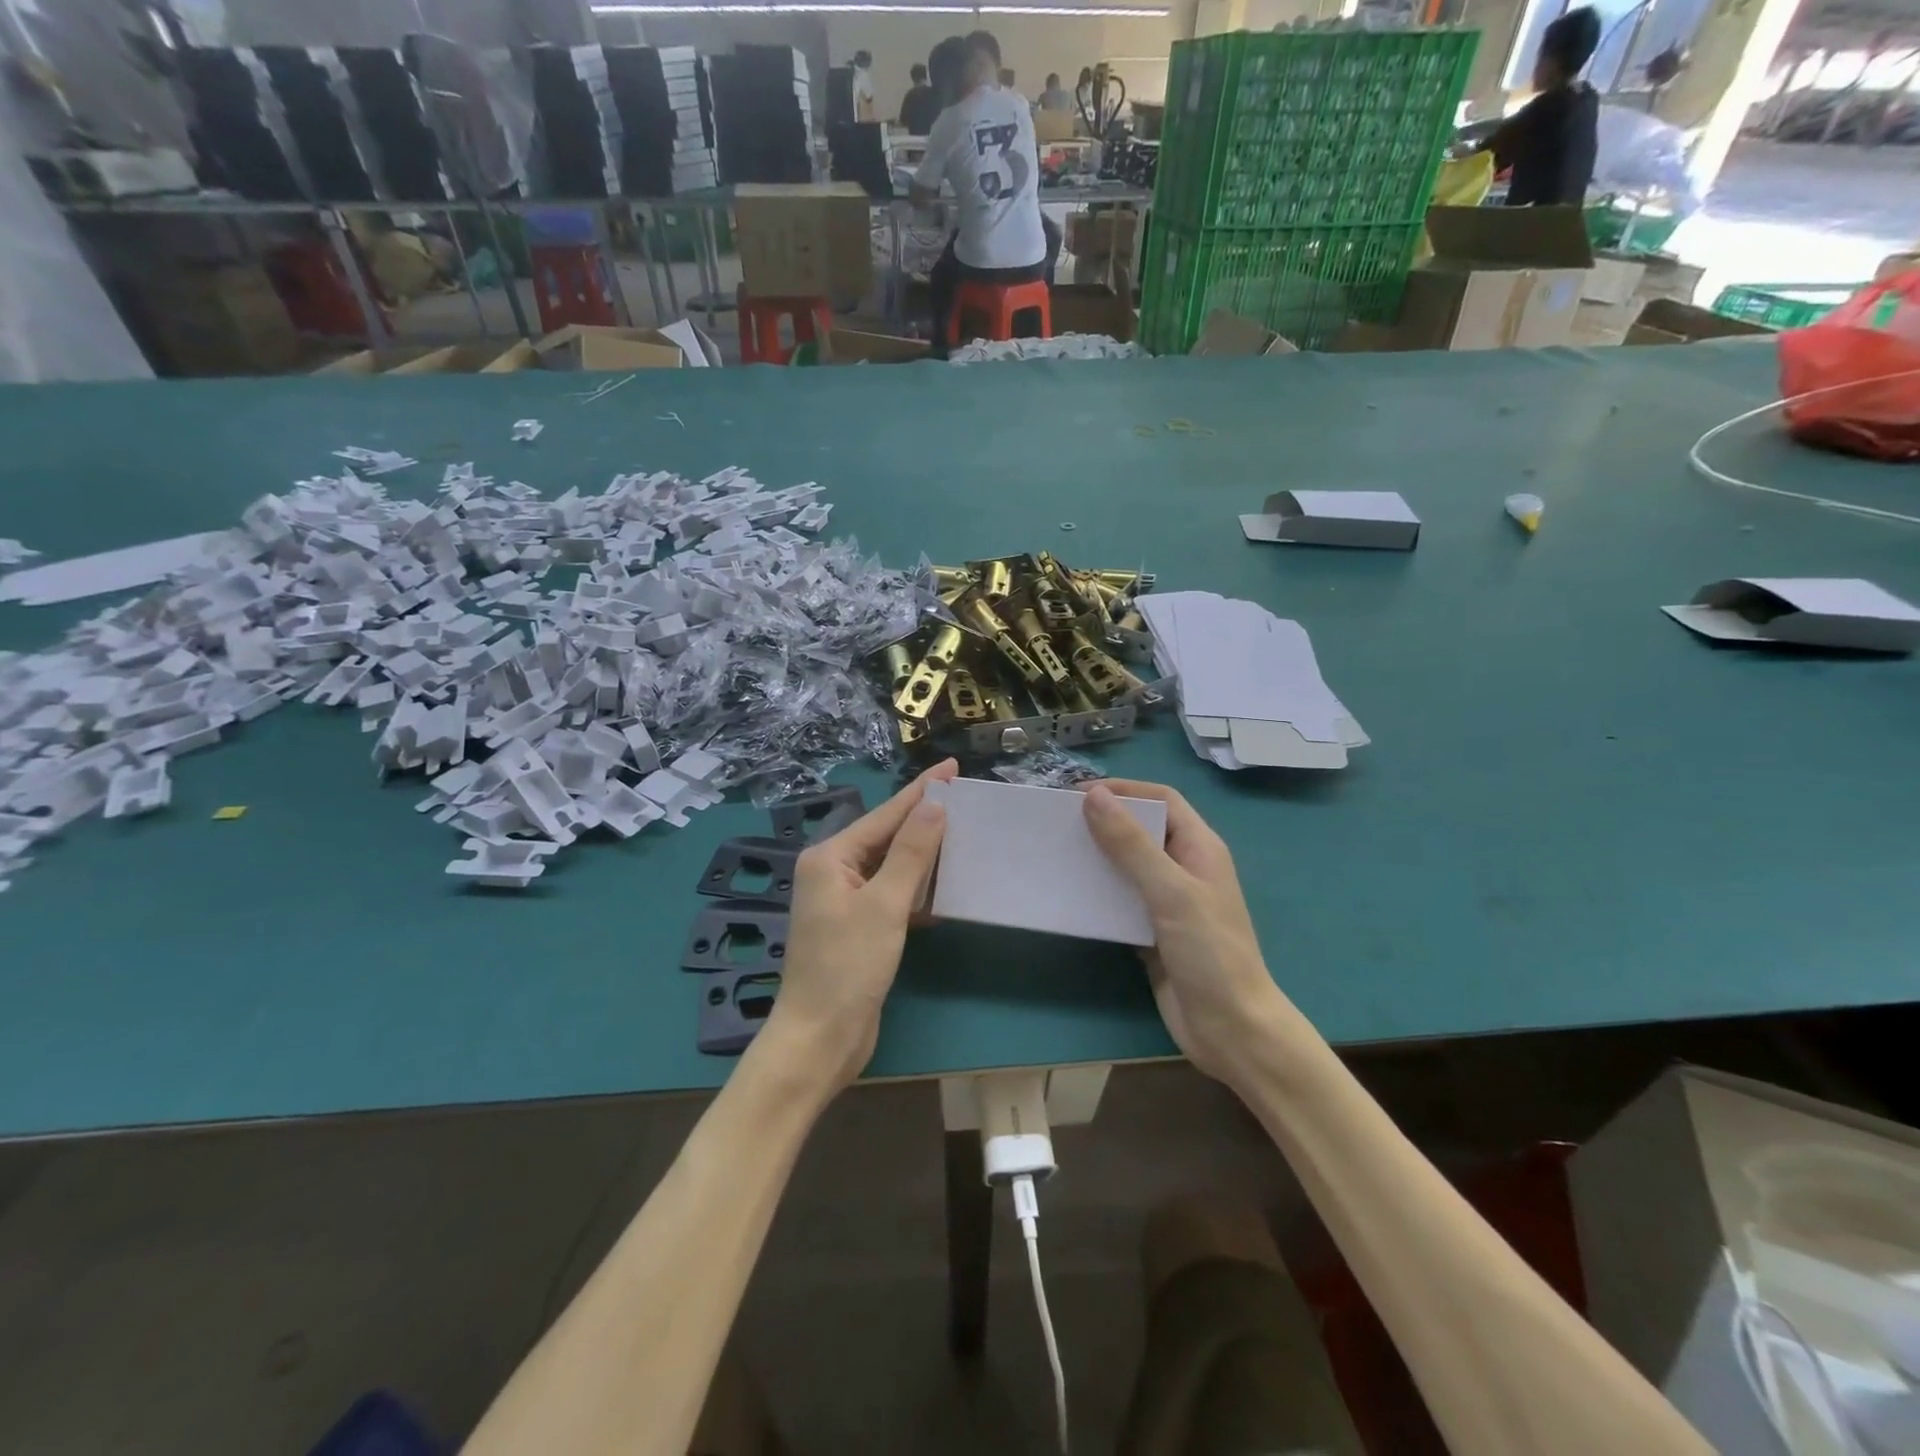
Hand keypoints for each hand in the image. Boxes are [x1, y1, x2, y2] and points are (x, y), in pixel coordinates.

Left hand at [761, 759, 957, 1091]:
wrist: (820, 1039)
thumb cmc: (848, 967)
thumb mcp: (885, 905)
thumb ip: (911, 852)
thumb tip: (934, 805)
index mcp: (830, 858)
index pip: (885, 815)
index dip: (921, 791)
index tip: (951, 767)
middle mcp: (833, 872)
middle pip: (886, 837)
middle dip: (924, 820)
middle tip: (965, 800)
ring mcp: (843, 901)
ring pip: (891, 866)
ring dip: (924, 856)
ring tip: (963, 836)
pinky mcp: (857, 928)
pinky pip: (892, 895)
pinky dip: (916, 889)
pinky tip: (944, 889)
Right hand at [1082, 780, 1289, 1083]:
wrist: (1231, 1030)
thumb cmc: (1210, 953)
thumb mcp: (1171, 892)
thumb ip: (1132, 845)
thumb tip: (1094, 796)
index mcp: (1200, 848)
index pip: (1162, 800)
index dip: (1124, 790)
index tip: (1077, 794)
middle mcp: (1184, 869)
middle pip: (1141, 830)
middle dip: (1103, 821)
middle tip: (1059, 823)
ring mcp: (1168, 902)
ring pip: (1126, 866)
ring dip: (1095, 857)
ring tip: (1057, 853)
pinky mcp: (1151, 932)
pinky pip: (1119, 901)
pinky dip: (1096, 894)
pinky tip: (1069, 895)